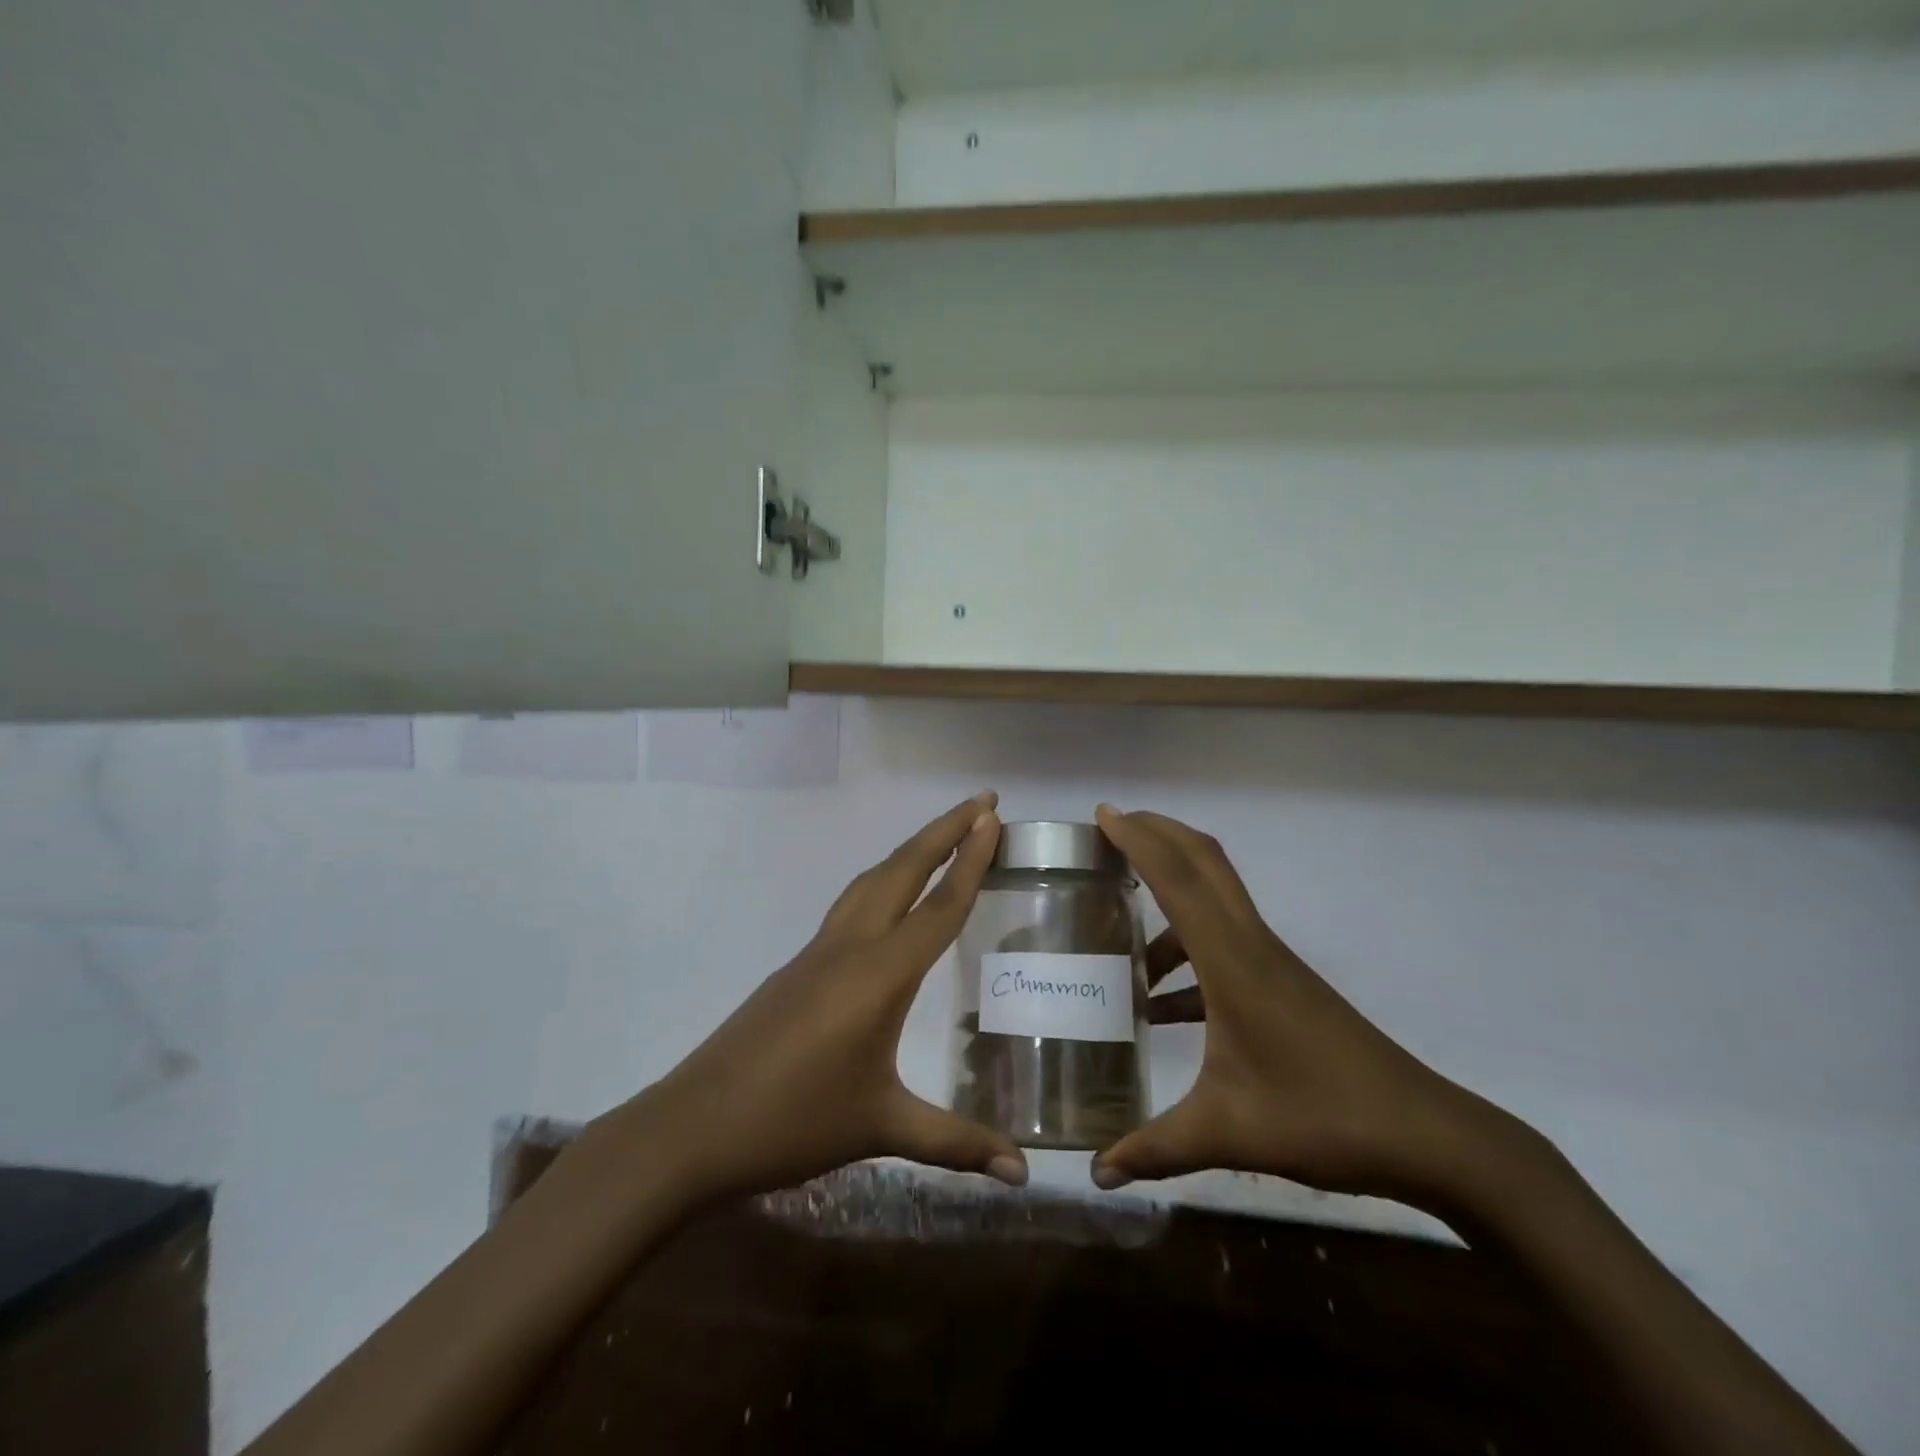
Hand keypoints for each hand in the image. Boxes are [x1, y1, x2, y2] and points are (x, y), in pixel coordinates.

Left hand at [630, 793, 1027, 1200]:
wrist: (693, 1126)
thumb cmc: (794, 1122)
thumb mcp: (880, 1127)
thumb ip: (956, 1143)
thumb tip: (1023, 1172)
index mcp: (879, 974)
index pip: (939, 905)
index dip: (972, 860)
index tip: (994, 817)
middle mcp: (851, 946)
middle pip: (904, 870)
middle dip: (944, 830)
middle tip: (982, 801)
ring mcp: (818, 951)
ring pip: (872, 880)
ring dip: (910, 850)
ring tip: (943, 835)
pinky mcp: (797, 965)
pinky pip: (851, 903)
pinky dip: (882, 880)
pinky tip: (887, 897)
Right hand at [1092, 806, 1518, 1206]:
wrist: (1426, 1135)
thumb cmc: (1321, 1118)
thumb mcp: (1226, 1132)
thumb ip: (1155, 1148)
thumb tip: (1096, 1172)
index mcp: (1232, 961)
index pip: (1177, 878)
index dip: (1138, 838)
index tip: (1102, 813)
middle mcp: (1251, 944)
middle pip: (1204, 861)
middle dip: (1157, 832)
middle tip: (1110, 828)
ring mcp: (1271, 961)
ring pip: (1216, 896)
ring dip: (1171, 891)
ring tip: (1122, 923)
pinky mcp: (1283, 983)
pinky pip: (1224, 942)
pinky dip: (1187, 950)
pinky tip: (1160, 1002)